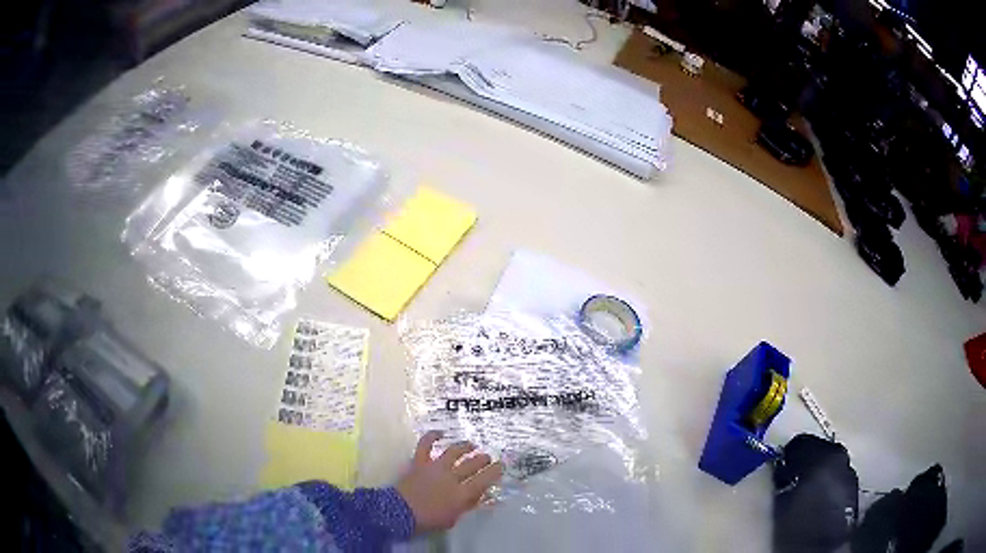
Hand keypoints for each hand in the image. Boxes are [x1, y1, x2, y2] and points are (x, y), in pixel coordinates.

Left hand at [396, 431, 502, 532]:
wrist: (400, 513)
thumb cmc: (428, 520)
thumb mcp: (453, 519)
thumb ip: (467, 506)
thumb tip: (482, 497)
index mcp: (462, 494)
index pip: (484, 480)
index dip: (495, 471)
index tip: (501, 465)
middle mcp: (452, 477)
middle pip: (472, 464)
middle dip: (483, 459)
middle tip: (487, 457)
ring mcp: (435, 467)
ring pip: (454, 452)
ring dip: (465, 447)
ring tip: (472, 445)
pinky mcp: (420, 462)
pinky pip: (425, 445)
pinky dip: (432, 436)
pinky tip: (440, 432)